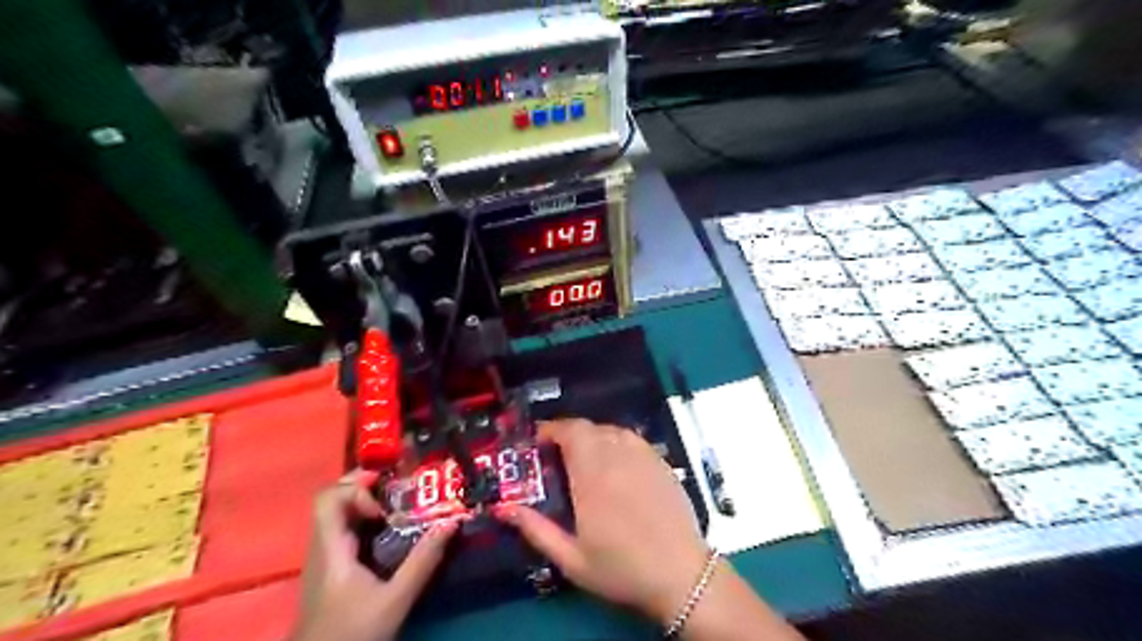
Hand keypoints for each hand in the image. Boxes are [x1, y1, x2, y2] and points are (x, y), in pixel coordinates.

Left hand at [289, 469, 458, 639]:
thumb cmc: (353, 634)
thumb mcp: (395, 600)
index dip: (355, 489)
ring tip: (401, 501)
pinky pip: (345, 529)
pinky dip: (366, 519)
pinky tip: (390, 528)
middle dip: (365, 484)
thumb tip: (452, 522)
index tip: (384, 503)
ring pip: (339, 513)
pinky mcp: (331, 567)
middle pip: (333, 499)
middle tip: (399, 483)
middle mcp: (322, 546)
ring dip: (367, 501)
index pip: (327, 498)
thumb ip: (423, 562)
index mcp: (331, 549)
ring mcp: (324, 556)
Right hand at [492, 418, 711, 622]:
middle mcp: (618, 457)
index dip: (551, 429)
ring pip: (611, 430)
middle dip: (567, 434)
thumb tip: (502, 508)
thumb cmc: (622, 569)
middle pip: (589, 427)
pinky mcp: (661, 462)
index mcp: (593, 476)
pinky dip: (616, 441)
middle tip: (555, 454)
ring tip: (583, 458)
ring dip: (592, 436)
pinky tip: (614, 463)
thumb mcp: (571, 559)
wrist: (681, 575)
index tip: (537, 441)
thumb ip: (536, 529)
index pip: (570, 432)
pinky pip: (632, 439)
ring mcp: (643, 457)